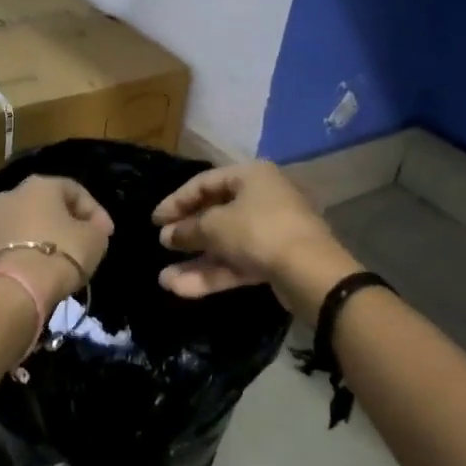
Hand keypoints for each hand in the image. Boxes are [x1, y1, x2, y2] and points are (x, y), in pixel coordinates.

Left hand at [0, 175, 113, 307]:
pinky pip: (6, 246)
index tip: (106, 234)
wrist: (11, 291)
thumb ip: (96, 228)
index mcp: (39, 185)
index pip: (74, 190)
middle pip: (43, 205)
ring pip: (21, 225)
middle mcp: (9, 195)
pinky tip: (31, 272)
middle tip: (79, 244)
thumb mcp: (95, 240)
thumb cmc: (59, 255)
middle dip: (63, 222)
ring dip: (38, 238)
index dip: (95, 211)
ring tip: (53, 262)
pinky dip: (20, 254)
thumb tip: (92, 227)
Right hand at [150, 161, 357, 314]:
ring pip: (225, 244)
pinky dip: (212, 274)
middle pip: (215, 214)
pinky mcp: (274, 260)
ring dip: (195, 262)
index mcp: (250, 176)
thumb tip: (167, 235)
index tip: (155, 221)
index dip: (176, 201)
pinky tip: (182, 289)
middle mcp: (262, 198)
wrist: (310, 271)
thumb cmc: (258, 232)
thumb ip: (187, 230)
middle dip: (186, 234)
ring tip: (165, 280)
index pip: (204, 183)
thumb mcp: (215, 227)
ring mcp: (270, 231)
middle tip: (162, 245)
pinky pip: (237, 262)